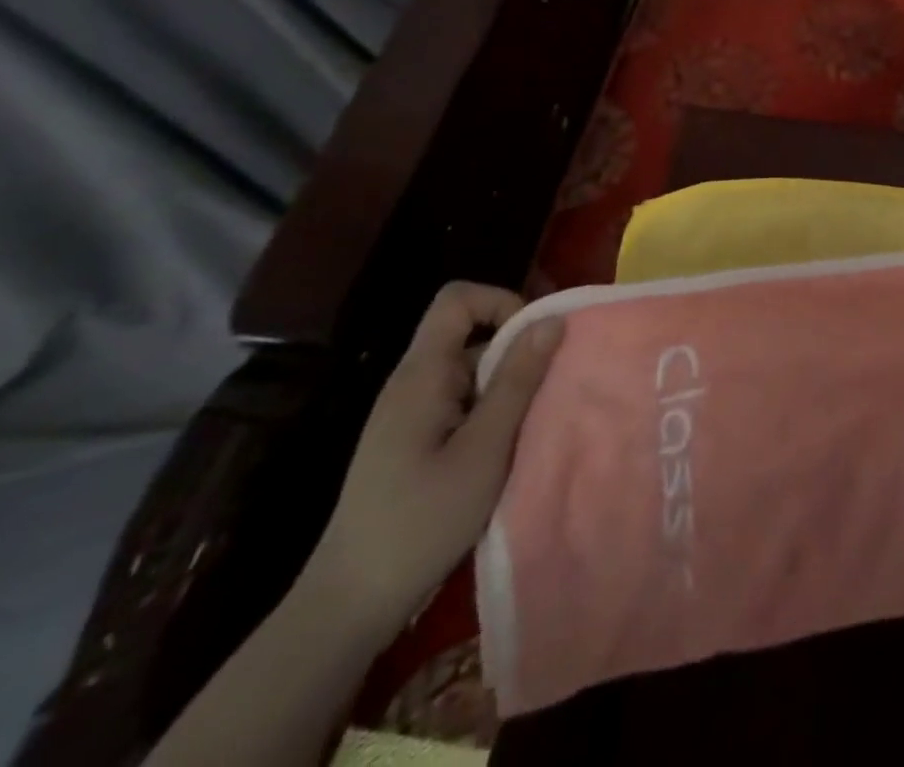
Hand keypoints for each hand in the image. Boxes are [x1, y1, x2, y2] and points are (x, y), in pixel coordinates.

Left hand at [303, 282, 562, 636]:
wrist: (351, 605)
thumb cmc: (420, 521)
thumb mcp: (485, 448)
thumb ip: (518, 381)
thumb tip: (552, 319)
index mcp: (422, 374)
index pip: (458, 300)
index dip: (501, 303)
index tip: (535, 342)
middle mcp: (414, 382)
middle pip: (472, 333)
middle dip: (518, 351)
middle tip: (548, 391)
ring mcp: (412, 413)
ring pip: (473, 370)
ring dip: (510, 386)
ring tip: (532, 425)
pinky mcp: (416, 440)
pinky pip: (465, 401)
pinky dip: (495, 411)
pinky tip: (509, 447)